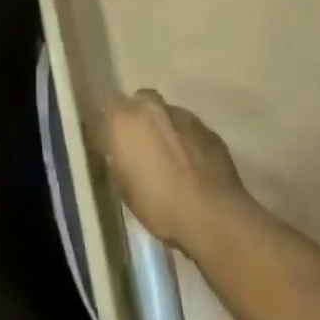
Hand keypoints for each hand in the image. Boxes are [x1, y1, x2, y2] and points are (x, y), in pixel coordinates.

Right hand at [95, 90, 248, 253]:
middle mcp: (151, 107)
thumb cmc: (160, 205)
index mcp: (124, 118)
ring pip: (165, 115)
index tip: (107, 143)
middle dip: (135, 120)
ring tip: (168, 161)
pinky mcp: (208, 129)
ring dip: (162, 130)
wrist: (215, 216)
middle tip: (137, 149)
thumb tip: (116, 154)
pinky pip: (187, 130)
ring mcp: (183, 115)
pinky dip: (184, 142)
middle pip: (137, 103)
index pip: (105, 105)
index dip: (105, 124)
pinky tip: (190, 168)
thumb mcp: (123, 189)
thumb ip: (115, 160)